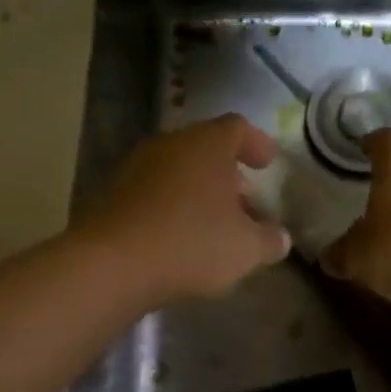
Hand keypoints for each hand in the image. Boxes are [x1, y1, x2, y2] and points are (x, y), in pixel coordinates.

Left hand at [84, 114, 291, 303]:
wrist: (110, 264)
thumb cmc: (190, 243)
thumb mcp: (245, 248)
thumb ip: (269, 240)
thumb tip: (280, 237)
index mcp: (207, 144)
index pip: (237, 128)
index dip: (256, 143)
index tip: (268, 164)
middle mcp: (170, 144)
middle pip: (205, 148)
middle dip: (228, 174)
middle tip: (246, 201)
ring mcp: (136, 166)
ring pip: (178, 170)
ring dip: (199, 191)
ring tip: (215, 225)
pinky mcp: (112, 193)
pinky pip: (153, 191)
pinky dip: (171, 206)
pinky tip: (179, 238)